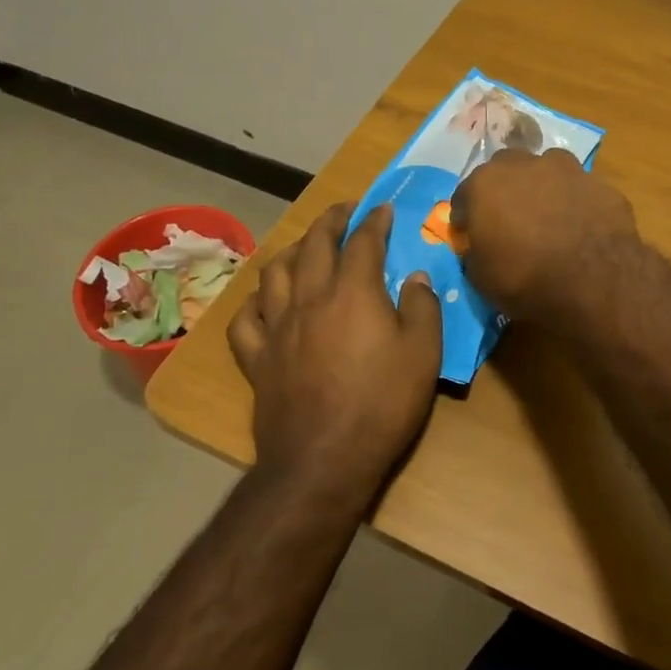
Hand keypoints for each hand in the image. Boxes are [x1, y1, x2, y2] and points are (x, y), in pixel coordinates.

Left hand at [228, 203, 442, 505]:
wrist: (323, 461)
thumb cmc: (382, 404)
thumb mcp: (424, 354)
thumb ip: (423, 307)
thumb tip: (417, 277)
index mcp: (353, 292)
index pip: (363, 241)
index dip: (375, 220)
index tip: (384, 209)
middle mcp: (310, 298)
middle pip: (315, 244)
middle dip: (332, 220)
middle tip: (346, 212)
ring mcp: (277, 327)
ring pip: (274, 272)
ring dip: (292, 250)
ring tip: (306, 247)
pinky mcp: (257, 358)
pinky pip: (246, 319)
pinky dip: (256, 302)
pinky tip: (266, 301)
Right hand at [451, 148, 637, 324]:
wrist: (597, 284)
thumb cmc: (526, 281)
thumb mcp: (481, 278)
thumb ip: (475, 251)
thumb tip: (480, 245)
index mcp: (487, 183)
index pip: (465, 195)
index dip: (467, 216)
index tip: (471, 235)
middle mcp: (525, 164)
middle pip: (506, 169)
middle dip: (504, 190)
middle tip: (510, 220)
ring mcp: (568, 170)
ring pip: (548, 170)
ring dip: (543, 187)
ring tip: (549, 218)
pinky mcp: (602, 185)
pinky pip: (580, 190)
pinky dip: (576, 203)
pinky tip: (582, 228)